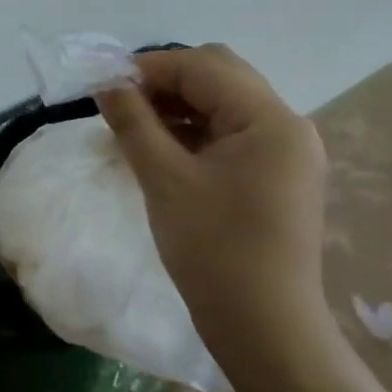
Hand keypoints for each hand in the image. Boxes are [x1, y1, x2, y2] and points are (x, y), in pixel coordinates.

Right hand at [96, 44, 331, 375]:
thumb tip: (106, 84)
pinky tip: (162, 149)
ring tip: (135, 127)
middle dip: (165, 81)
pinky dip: (195, 131)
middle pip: (220, 76)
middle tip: (121, 104)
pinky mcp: (278, 175)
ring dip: (179, 105)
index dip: (149, 67)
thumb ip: (133, 122)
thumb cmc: (212, 248)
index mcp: (269, 119)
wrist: (263, 325)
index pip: (203, 66)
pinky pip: (232, 134)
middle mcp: (287, 125)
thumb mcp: (164, 179)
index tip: (104, 85)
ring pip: (224, 104)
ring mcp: (287, 151)